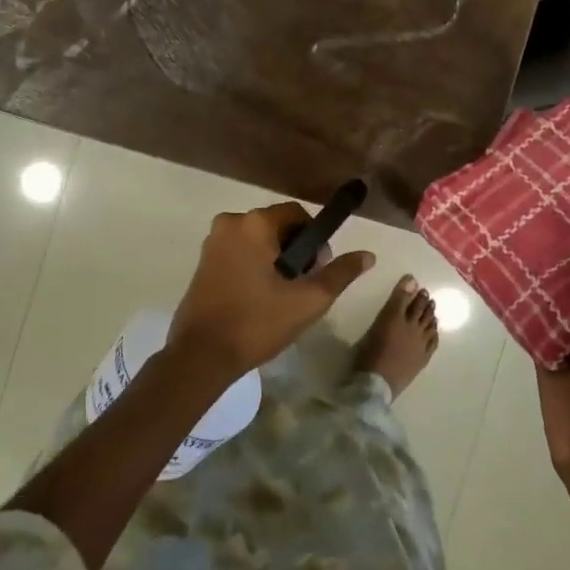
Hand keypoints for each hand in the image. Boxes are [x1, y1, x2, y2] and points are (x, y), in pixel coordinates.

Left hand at [167, 202, 374, 379]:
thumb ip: (339, 273)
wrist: (201, 355)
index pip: (298, 214)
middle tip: (300, 288)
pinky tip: (258, 298)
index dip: (315, 239)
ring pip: (258, 240)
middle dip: (295, 251)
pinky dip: (254, 266)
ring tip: (280, 297)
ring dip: (275, 260)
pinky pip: (239, 252)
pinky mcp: (202, 261)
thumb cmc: (257, 323)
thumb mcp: (307, 301)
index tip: (317, 271)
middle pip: (277, 226)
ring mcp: (212, 242)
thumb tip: (368, 255)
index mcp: (254, 223)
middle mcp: (230, 223)